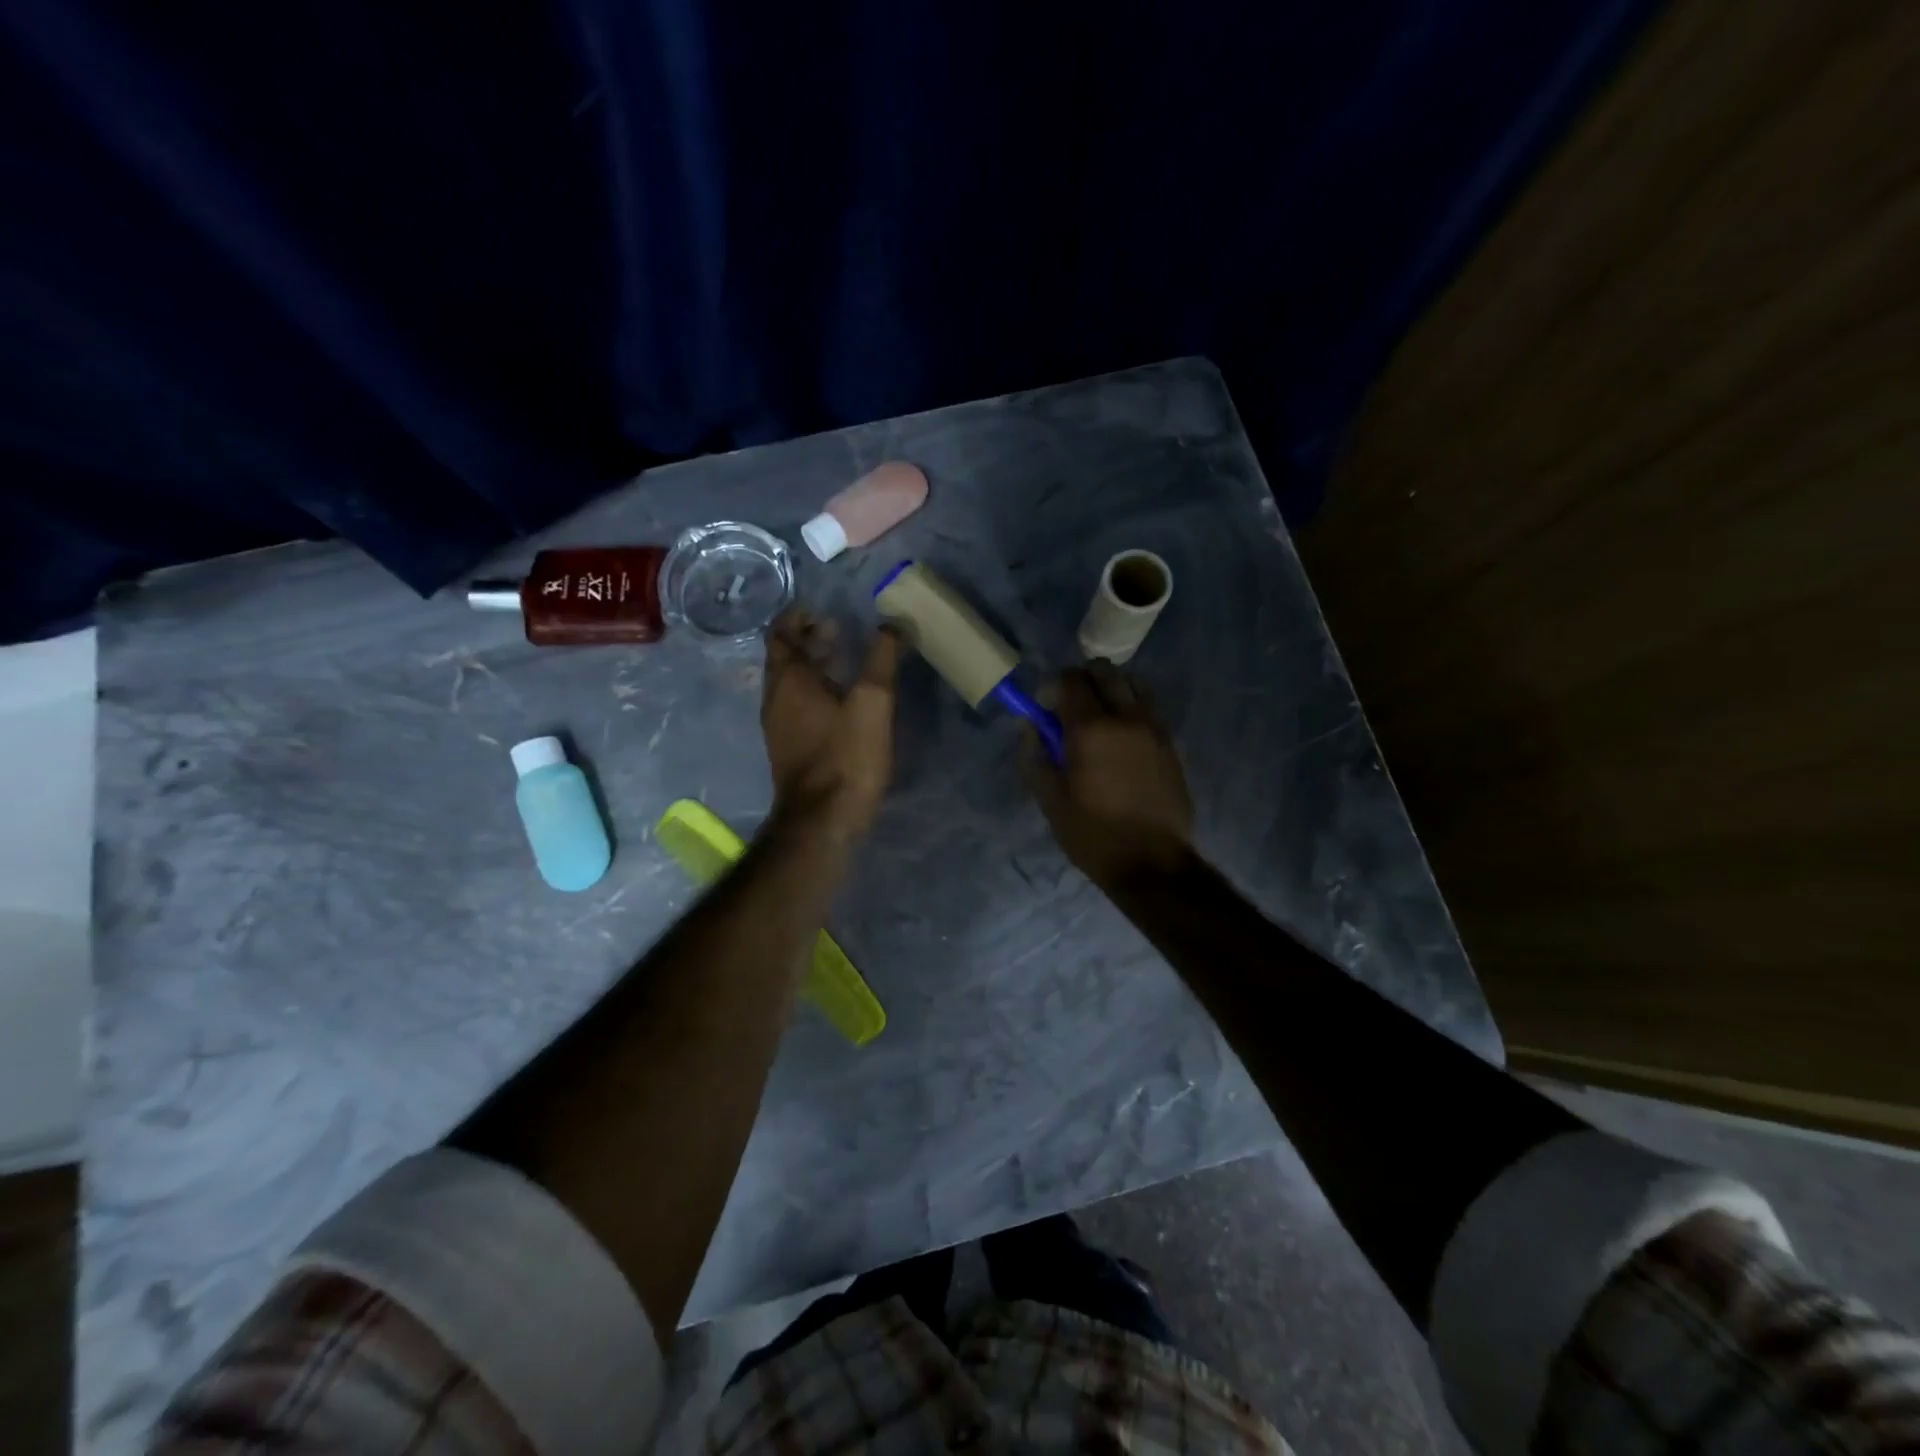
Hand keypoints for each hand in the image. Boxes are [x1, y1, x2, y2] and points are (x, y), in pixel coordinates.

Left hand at [761, 608, 902, 838]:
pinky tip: (841, 701)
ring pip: (790, 683)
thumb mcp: (873, 702)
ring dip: (812, 666)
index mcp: (788, 680)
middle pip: (784, 657)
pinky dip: (813, 691)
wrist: (822, 820)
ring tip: (844, 661)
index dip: (798, 616)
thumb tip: (891, 625)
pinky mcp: (788, 749)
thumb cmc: (846, 755)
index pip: (781, 633)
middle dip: (808, 639)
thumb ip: (881, 659)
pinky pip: (795, 706)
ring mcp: (778, 726)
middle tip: (839, 630)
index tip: (822, 609)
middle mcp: (774, 698)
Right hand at [1020, 662, 1194, 887]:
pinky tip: (1122, 742)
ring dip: (1112, 691)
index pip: (1071, 679)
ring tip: (1100, 721)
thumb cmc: (1093, 834)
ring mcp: (1155, 728)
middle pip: (1105, 671)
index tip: (1046, 710)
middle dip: (1083, 680)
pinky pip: (1149, 708)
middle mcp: (1126, 717)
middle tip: (1071, 710)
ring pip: (1133, 684)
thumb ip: (1035, 756)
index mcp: (1091, 728)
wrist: (1153, 863)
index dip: (1053, 687)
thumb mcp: (1050, 800)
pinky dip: (1132, 710)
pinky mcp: (1171, 744)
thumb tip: (1030, 725)